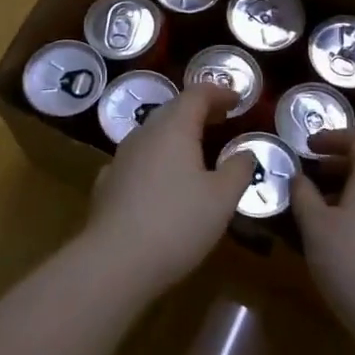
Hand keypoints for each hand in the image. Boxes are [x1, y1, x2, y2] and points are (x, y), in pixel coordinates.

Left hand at [85, 83, 255, 293]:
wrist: (115, 262)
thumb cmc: (178, 223)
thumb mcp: (222, 198)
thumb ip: (238, 169)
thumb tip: (245, 153)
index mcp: (173, 128)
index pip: (196, 94)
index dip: (219, 92)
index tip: (238, 99)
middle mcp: (144, 134)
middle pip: (172, 110)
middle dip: (199, 111)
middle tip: (222, 120)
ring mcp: (121, 158)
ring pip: (153, 135)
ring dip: (177, 135)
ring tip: (197, 150)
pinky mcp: (108, 184)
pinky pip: (138, 160)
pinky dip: (157, 159)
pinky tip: (162, 178)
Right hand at [292, 129, 354, 353]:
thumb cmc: (349, 261)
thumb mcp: (314, 225)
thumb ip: (303, 194)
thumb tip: (298, 176)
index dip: (331, 137)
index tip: (308, 146)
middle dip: (343, 158)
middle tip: (316, 169)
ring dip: (354, 181)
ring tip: (325, 199)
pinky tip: (345, 227)